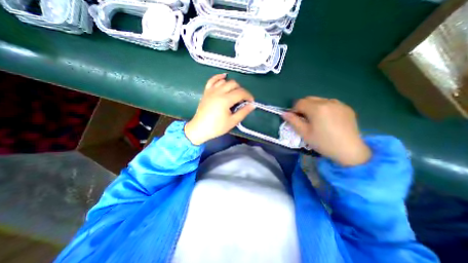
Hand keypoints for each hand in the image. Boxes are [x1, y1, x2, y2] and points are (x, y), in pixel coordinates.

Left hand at [184, 73, 254, 144]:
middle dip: (241, 90)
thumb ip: (243, 112)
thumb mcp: (232, 122)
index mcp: (225, 100)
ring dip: (232, 85)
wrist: (199, 129)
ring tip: (235, 93)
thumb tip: (252, 105)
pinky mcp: (206, 92)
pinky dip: (219, 77)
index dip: (248, 96)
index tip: (251, 102)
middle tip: (243, 100)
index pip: (241, 93)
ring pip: (224, 81)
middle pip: (234, 84)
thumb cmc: (216, 127)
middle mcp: (218, 92)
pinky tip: (224, 77)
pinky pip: (212, 80)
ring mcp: (211, 90)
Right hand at [281, 97, 372, 165]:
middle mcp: (328, 102)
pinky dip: (324, 108)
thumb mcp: (304, 133)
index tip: (295, 119)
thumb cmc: (323, 142)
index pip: (299, 102)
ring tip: (316, 119)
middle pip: (309, 99)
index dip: (294, 110)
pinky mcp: (346, 107)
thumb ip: (293, 121)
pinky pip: (330, 103)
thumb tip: (284, 113)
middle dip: (303, 107)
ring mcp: (339, 104)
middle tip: (304, 120)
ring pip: (319, 100)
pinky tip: (327, 119)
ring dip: (313, 107)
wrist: (350, 150)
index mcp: (317, 108)